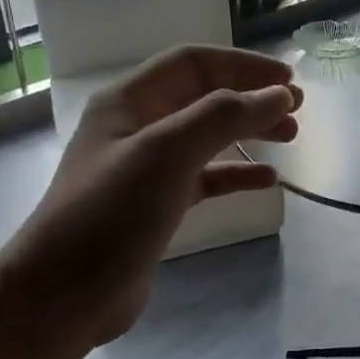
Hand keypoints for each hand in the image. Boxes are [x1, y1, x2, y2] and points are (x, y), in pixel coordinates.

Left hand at [0, 45, 300, 358]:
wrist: (63, 295)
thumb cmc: (111, 212)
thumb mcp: (167, 153)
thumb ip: (224, 116)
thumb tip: (278, 94)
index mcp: (129, 101)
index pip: (194, 63)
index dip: (243, 65)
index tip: (288, 81)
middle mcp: (137, 126)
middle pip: (204, 96)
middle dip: (251, 97)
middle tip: (297, 109)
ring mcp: (147, 167)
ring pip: (208, 136)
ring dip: (250, 130)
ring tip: (291, 136)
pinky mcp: (158, 204)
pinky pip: (206, 177)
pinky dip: (237, 173)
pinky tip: (267, 180)